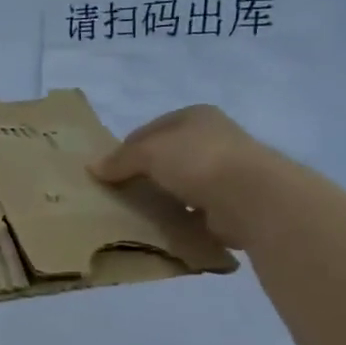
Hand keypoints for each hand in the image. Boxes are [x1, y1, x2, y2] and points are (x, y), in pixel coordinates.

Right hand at [90, 105, 281, 249]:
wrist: (252, 197)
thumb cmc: (198, 161)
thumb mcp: (149, 152)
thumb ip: (121, 160)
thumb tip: (93, 168)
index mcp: (196, 116)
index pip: (151, 129)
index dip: (127, 148)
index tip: (108, 172)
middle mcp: (214, 138)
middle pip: (167, 156)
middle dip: (144, 174)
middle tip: (120, 194)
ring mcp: (227, 171)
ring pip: (182, 183)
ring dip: (164, 197)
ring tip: (139, 214)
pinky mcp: (233, 202)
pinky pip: (197, 209)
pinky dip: (182, 218)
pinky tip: (165, 228)